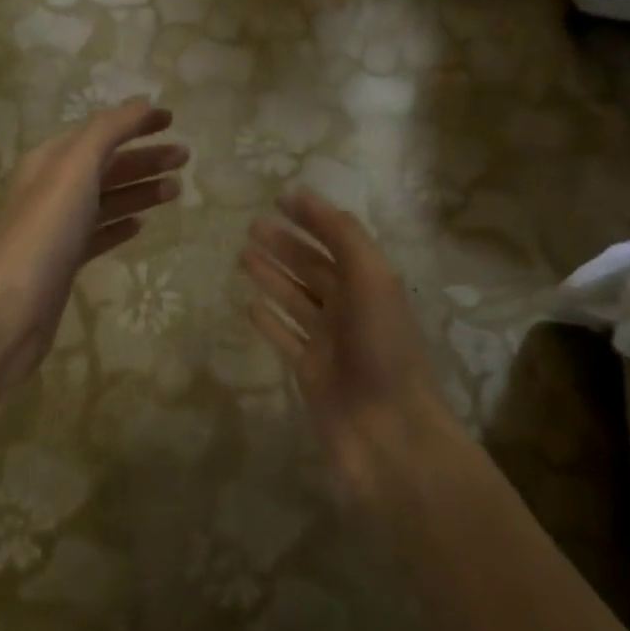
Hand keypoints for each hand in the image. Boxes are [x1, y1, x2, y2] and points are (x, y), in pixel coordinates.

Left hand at [0, 100, 185, 385]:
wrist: (10, 308)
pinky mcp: (63, 263)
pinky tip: (140, 226)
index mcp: (49, 161)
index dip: (133, 123)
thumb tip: (142, 104)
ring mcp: (56, 229)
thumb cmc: (44, 232)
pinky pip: (97, 236)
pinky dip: (120, 225)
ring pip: (105, 201)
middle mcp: (50, 190)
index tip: (172, 120)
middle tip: (185, 158)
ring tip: (175, 190)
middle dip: (144, 158)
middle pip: (104, 166)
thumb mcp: (75, 169)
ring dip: (139, 191)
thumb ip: (108, 132)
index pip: (98, 132)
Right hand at [240, 191, 455, 505]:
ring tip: (242, 256)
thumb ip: (346, 240)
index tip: (281, 198)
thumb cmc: (383, 351)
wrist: (387, 432)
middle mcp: (350, 308)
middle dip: (285, 245)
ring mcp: (328, 341)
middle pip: (313, 268)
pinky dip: (268, 320)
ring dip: (271, 276)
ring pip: (295, 299)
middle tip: (251, 226)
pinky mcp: (308, 371)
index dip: (312, 218)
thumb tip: (312, 202)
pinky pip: (284, 337)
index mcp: (371, 284)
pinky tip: (248, 304)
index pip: (338, 240)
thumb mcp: (372, 281)